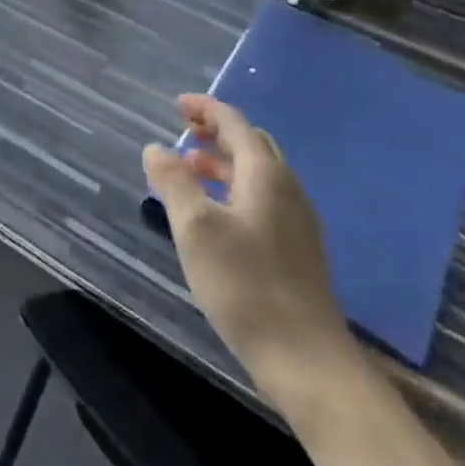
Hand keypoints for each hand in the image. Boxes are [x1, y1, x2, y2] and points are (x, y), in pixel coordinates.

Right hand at [144, 94, 359, 414]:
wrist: (307, 360)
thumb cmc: (245, 285)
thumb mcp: (195, 228)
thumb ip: (174, 182)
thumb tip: (157, 148)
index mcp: (265, 175)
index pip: (234, 123)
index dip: (205, 108)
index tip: (177, 104)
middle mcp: (287, 189)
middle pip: (252, 144)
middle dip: (217, 132)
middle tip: (184, 133)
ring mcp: (297, 221)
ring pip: (259, 173)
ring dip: (224, 162)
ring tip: (191, 170)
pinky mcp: (298, 250)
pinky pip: (264, 198)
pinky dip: (236, 188)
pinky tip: (217, 213)